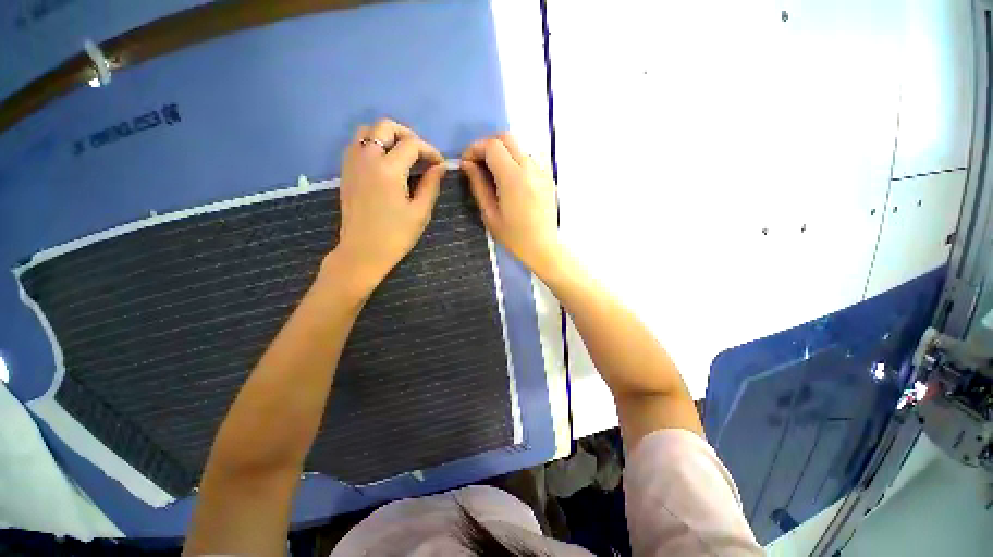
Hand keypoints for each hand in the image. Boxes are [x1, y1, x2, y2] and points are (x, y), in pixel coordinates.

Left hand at [331, 119, 444, 292]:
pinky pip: (357, 144)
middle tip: (421, 154)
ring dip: (388, 137)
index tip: (440, 165)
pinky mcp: (346, 171)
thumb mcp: (420, 212)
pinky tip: (385, 163)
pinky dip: (373, 145)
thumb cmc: (396, 235)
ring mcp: (352, 163)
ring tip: (402, 155)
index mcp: (388, 169)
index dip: (430, 151)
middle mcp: (367, 158)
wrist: (363, 251)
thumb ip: (431, 185)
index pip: (412, 144)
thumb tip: (440, 167)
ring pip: (367, 131)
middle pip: (385, 126)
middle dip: (408, 135)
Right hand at [461, 134, 561, 275]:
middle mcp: (530, 168)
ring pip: (519, 148)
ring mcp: (542, 171)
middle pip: (507, 138)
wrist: (544, 248)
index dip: (475, 148)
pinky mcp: (548, 178)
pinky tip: (511, 183)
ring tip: (494, 175)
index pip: (492, 146)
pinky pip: (529, 160)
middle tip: (479, 164)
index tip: (467, 162)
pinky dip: (516, 163)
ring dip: (503, 154)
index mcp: (513, 178)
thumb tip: (468, 165)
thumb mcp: (490, 215)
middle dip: (488, 145)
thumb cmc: (514, 237)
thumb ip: (478, 186)